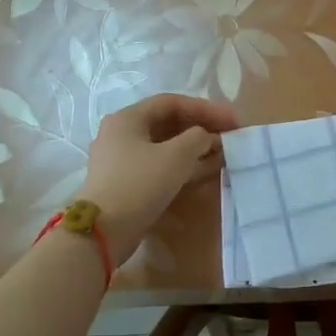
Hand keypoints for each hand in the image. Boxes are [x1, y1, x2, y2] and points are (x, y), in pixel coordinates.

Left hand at [79, 94, 237, 254]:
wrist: (103, 232)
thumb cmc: (139, 183)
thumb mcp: (176, 156)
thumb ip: (198, 138)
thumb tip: (206, 137)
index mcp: (127, 118)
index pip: (172, 102)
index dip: (206, 108)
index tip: (232, 120)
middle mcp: (121, 134)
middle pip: (168, 123)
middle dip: (202, 128)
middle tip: (229, 136)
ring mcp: (122, 160)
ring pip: (165, 146)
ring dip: (195, 148)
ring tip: (223, 154)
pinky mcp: (126, 183)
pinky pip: (160, 165)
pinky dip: (183, 165)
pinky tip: (205, 171)